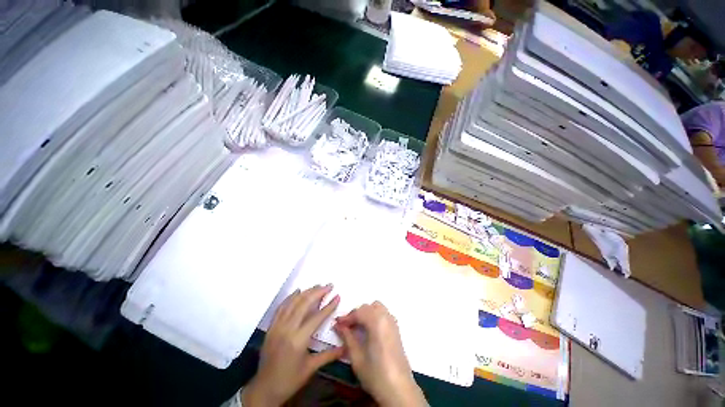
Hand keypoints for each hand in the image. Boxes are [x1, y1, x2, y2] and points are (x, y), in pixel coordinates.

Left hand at [243, 285, 342, 405]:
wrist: (265, 389)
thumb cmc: (290, 380)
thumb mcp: (311, 368)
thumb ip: (329, 355)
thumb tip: (346, 348)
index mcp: (298, 340)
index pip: (317, 317)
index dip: (329, 306)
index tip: (337, 296)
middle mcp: (287, 329)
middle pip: (304, 303)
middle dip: (318, 292)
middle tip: (329, 285)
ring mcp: (277, 326)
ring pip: (293, 302)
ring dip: (306, 292)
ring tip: (317, 285)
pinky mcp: (271, 327)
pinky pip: (281, 307)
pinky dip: (290, 297)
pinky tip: (297, 291)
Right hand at [334, 302, 426, 406]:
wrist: (399, 389)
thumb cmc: (376, 374)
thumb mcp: (357, 357)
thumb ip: (347, 338)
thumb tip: (338, 326)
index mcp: (376, 321)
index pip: (358, 312)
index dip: (346, 317)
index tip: (336, 324)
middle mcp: (386, 317)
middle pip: (368, 308)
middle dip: (356, 314)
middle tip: (346, 327)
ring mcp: (393, 322)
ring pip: (377, 308)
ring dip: (366, 313)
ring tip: (357, 327)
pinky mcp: (396, 329)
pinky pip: (383, 314)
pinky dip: (374, 316)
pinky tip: (369, 330)